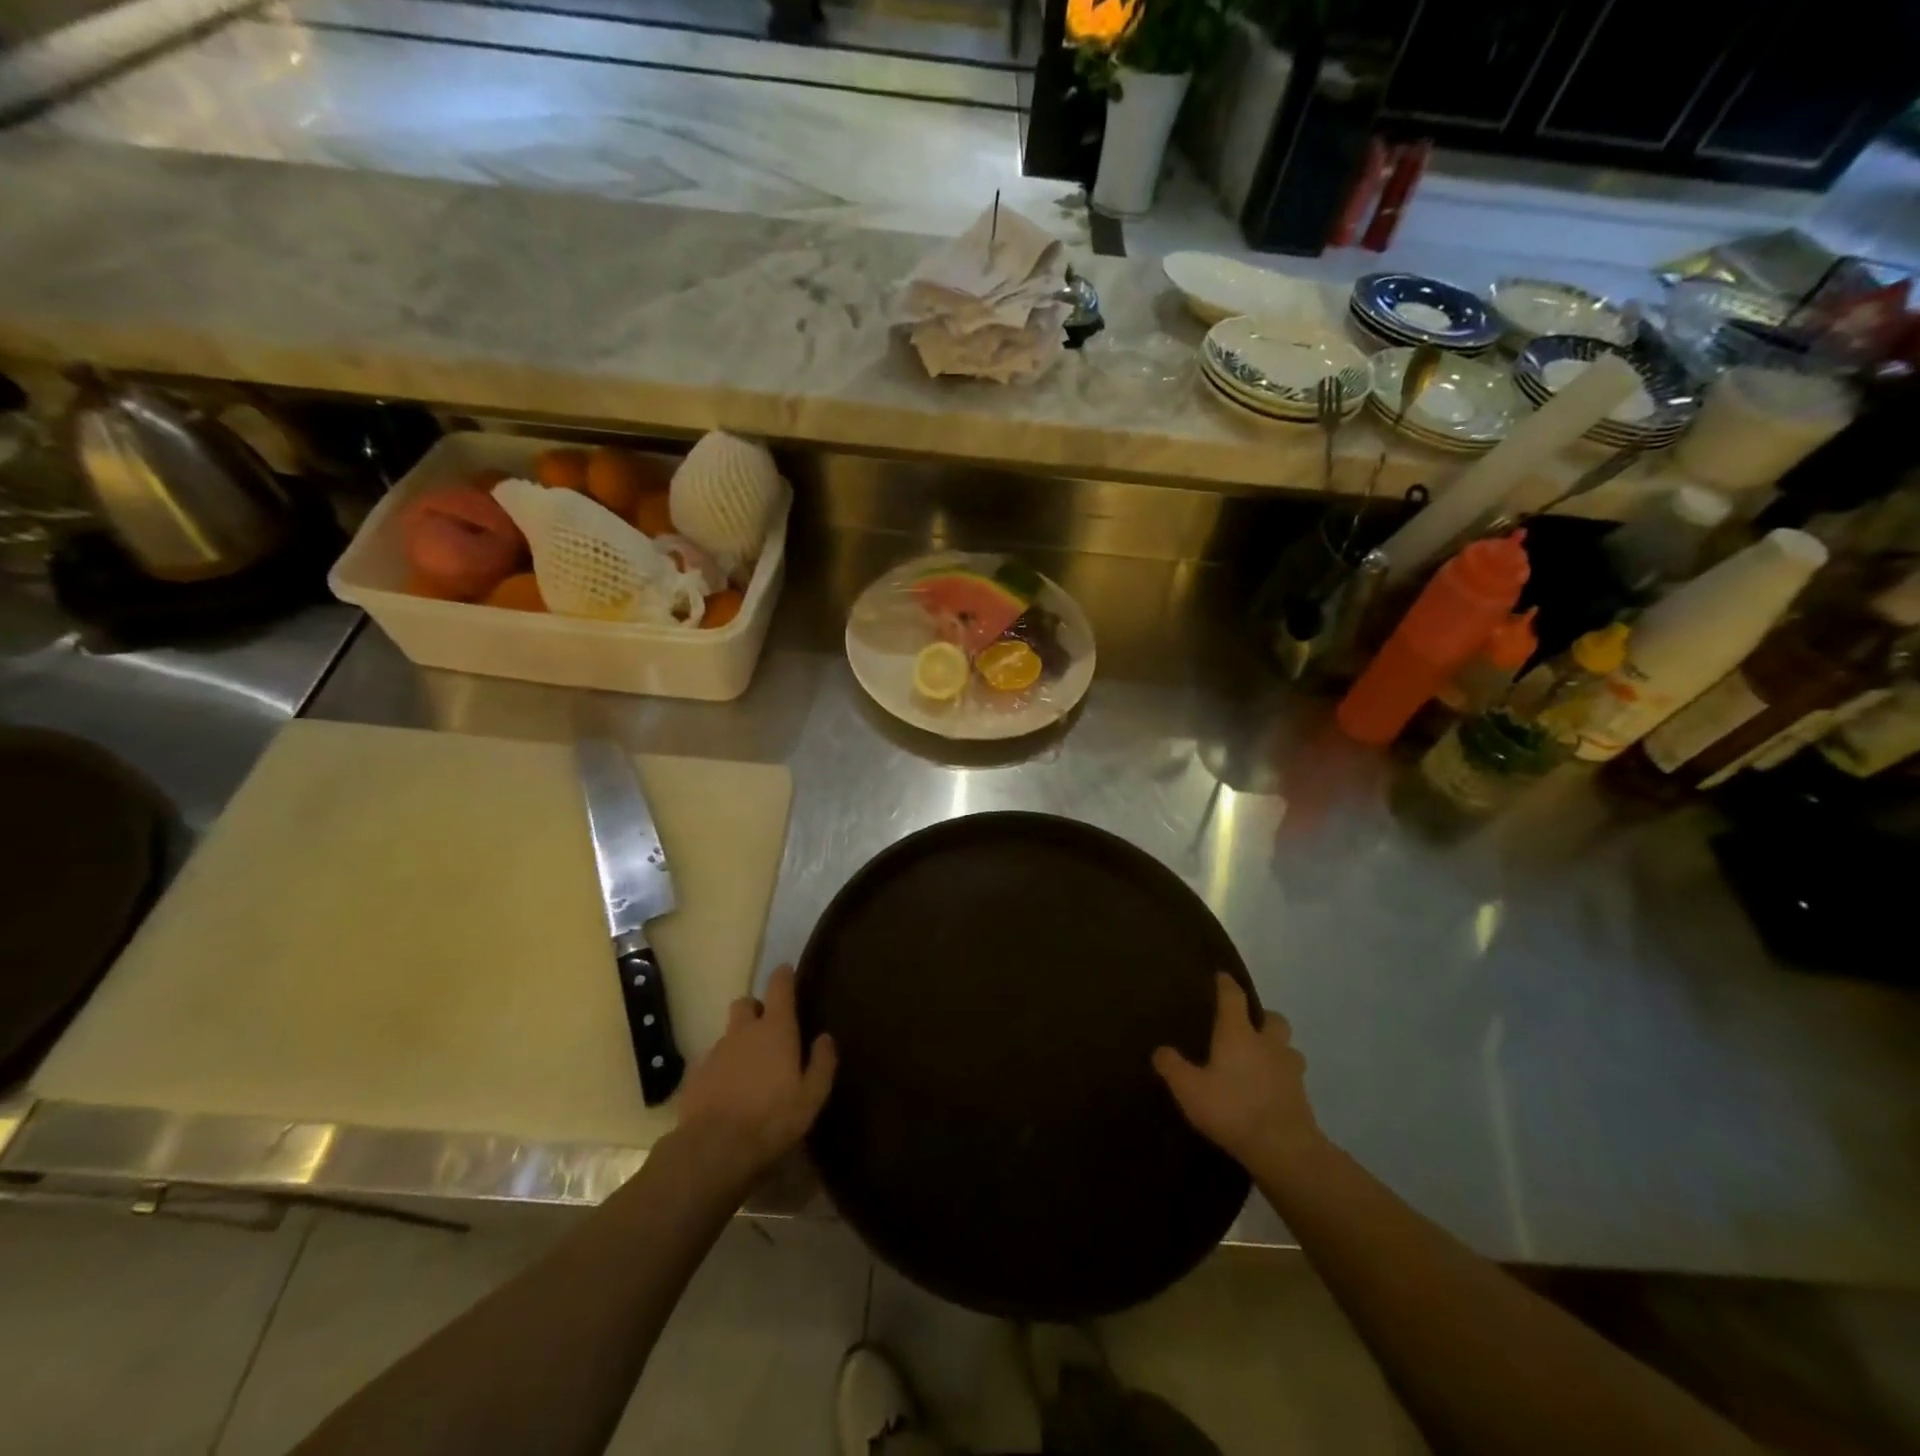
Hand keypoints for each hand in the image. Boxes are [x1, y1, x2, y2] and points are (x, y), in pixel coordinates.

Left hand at [677, 965, 835, 1181]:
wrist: (714, 1148)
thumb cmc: (772, 1118)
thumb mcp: (811, 1096)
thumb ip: (822, 1063)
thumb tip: (824, 1037)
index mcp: (776, 1029)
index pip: (779, 987)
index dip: (783, 976)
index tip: (786, 970)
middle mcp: (744, 1031)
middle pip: (746, 1003)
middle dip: (755, 1008)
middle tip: (767, 1029)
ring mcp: (716, 1051)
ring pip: (728, 1033)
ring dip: (739, 1041)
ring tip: (748, 1069)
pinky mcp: (695, 1075)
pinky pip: (711, 1061)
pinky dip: (721, 1068)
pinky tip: (727, 1092)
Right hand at [1153, 973, 1323, 1174]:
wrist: (1284, 1149)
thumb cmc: (1232, 1109)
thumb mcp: (1190, 1089)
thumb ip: (1173, 1067)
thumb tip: (1160, 1050)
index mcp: (1238, 1034)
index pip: (1233, 997)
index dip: (1226, 984)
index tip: (1222, 976)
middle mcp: (1267, 1044)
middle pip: (1274, 1019)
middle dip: (1263, 1017)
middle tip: (1249, 1026)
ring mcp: (1290, 1070)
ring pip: (1289, 1048)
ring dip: (1278, 1049)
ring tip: (1262, 1061)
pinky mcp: (1303, 1097)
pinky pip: (1293, 1078)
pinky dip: (1282, 1079)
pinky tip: (1270, 1092)